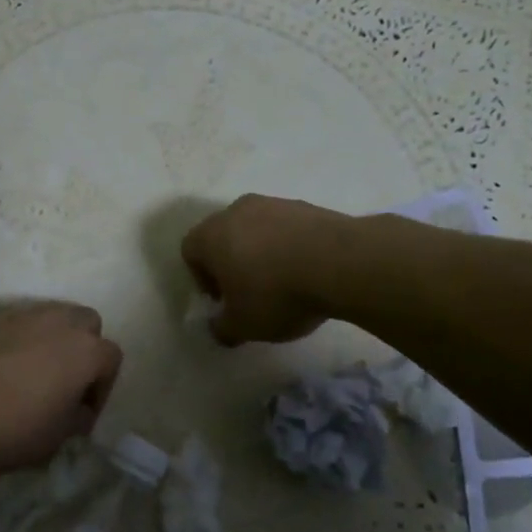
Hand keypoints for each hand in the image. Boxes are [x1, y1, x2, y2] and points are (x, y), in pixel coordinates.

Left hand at [0, 302, 123, 472]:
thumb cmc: (9, 426)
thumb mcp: (53, 439)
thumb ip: (75, 420)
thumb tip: (76, 411)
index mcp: (84, 350)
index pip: (112, 359)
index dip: (103, 388)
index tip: (83, 413)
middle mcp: (58, 321)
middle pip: (86, 323)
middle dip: (83, 349)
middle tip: (64, 382)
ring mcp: (21, 312)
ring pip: (50, 316)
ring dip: (50, 340)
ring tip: (30, 372)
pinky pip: (15, 322)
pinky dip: (16, 338)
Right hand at [181, 194, 351, 345]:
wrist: (341, 262)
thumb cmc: (276, 294)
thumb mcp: (243, 325)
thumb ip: (222, 328)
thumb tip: (218, 326)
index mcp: (211, 235)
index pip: (190, 250)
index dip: (202, 278)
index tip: (223, 300)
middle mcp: (237, 211)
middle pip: (223, 235)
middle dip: (231, 262)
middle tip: (249, 292)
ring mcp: (274, 203)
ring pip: (256, 228)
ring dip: (261, 252)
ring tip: (283, 281)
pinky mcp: (306, 205)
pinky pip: (286, 227)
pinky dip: (289, 246)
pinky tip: (307, 270)